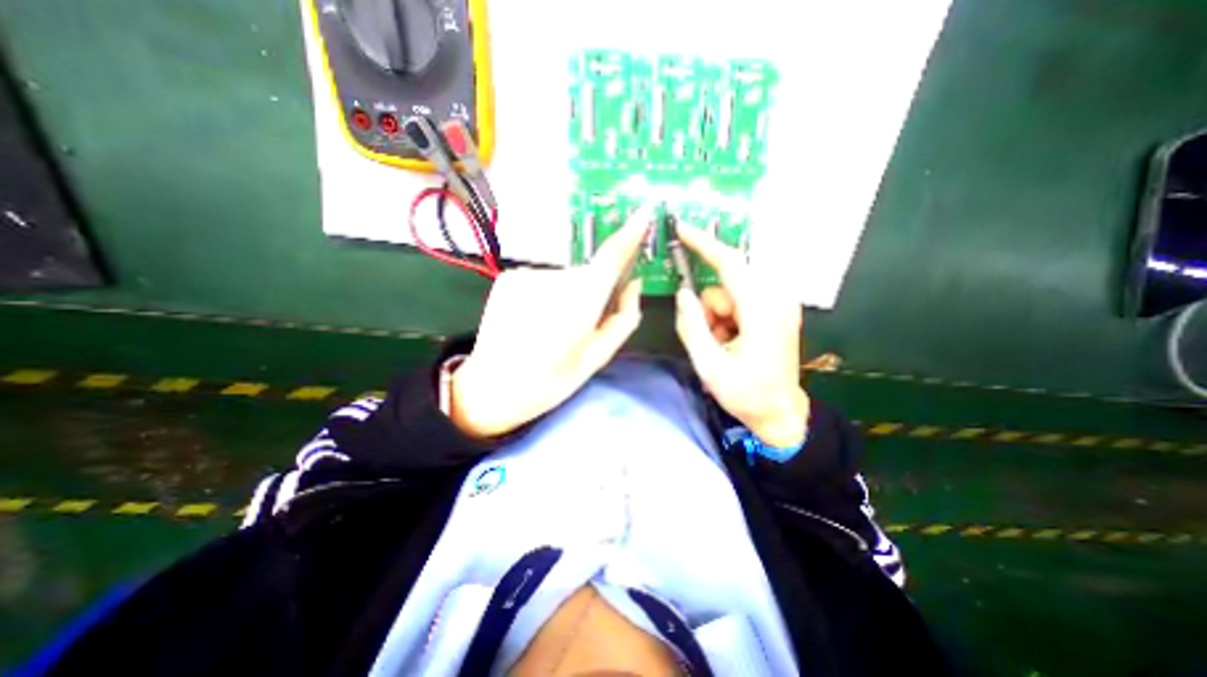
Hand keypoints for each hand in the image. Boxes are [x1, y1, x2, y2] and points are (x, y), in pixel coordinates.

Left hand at [448, 204, 650, 436]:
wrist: (493, 387)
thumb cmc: (552, 380)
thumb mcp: (598, 356)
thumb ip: (624, 317)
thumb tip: (634, 284)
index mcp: (582, 300)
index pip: (611, 256)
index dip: (630, 233)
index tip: (643, 213)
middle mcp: (556, 278)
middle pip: (588, 274)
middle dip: (593, 293)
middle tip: (580, 325)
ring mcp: (529, 274)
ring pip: (564, 278)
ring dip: (567, 297)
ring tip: (551, 328)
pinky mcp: (510, 277)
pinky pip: (542, 280)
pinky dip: (546, 296)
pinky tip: (533, 320)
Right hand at [668, 225, 810, 449]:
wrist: (780, 413)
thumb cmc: (747, 394)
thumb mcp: (709, 366)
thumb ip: (692, 326)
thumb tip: (683, 293)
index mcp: (763, 311)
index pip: (731, 264)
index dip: (704, 244)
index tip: (682, 229)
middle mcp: (776, 300)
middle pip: (727, 282)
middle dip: (709, 307)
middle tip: (710, 337)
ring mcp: (778, 305)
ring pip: (730, 293)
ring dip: (717, 316)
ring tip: (722, 345)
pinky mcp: (775, 311)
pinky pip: (739, 301)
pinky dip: (727, 318)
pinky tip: (732, 341)